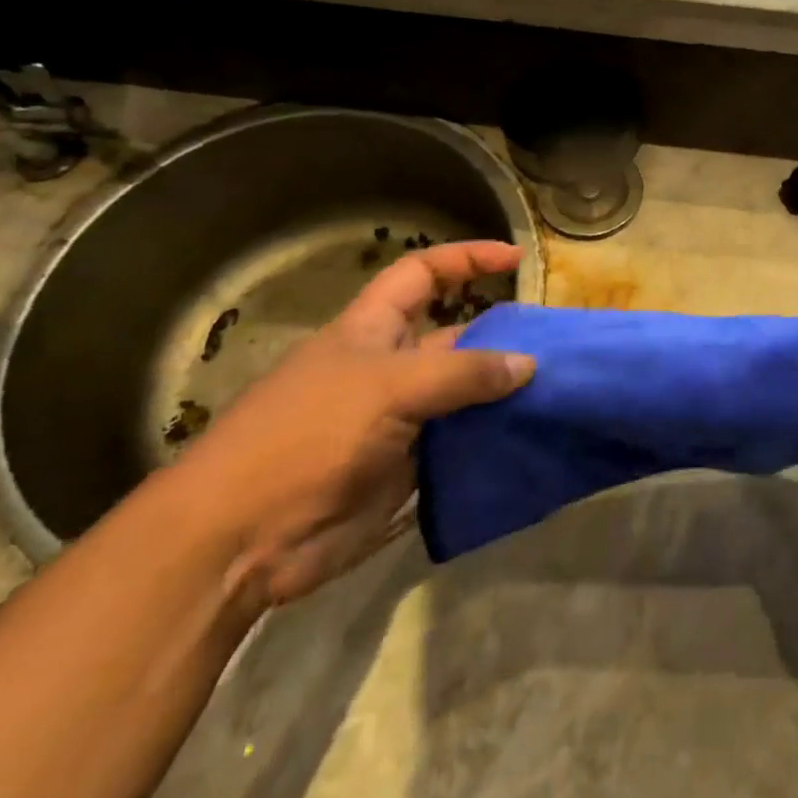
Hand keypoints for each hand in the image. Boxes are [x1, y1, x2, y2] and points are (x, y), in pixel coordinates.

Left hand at [170, 241, 533, 608]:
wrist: (241, 540)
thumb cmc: (308, 436)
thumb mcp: (389, 387)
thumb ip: (463, 373)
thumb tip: (527, 364)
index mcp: (372, 329)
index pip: (423, 273)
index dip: (466, 258)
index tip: (515, 257)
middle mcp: (388, 367)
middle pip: (454, 337)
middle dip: (500, 335)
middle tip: (555, 344)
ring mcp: (397, 420)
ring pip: (462, 393)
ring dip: (501, 393)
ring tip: (557, 390)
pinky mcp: (404, 468)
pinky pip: (458, 444)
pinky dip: (489, 440)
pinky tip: (528, 439)